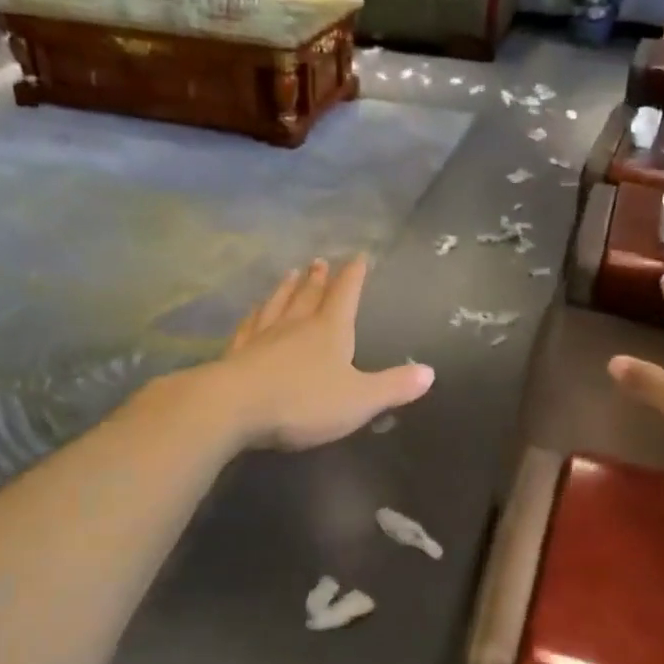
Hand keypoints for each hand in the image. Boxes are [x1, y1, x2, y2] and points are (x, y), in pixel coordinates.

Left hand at [209, 256, 433, 451]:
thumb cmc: (304, 401)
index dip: (354, 276)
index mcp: (330, 331)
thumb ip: (394, 386)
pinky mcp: (237, 353)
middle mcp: (296, 326)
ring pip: (278, 305)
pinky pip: (249, 326)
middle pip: (309, 295)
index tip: (359, 256)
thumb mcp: (360, 399)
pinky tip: (253, 310)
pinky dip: (254, 314)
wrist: (234, 407)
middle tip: (320, 260)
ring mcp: (263, 337)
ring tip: (291, 273)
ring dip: (286, 288)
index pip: (345, 295)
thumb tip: (430, 372)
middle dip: (319, 278)